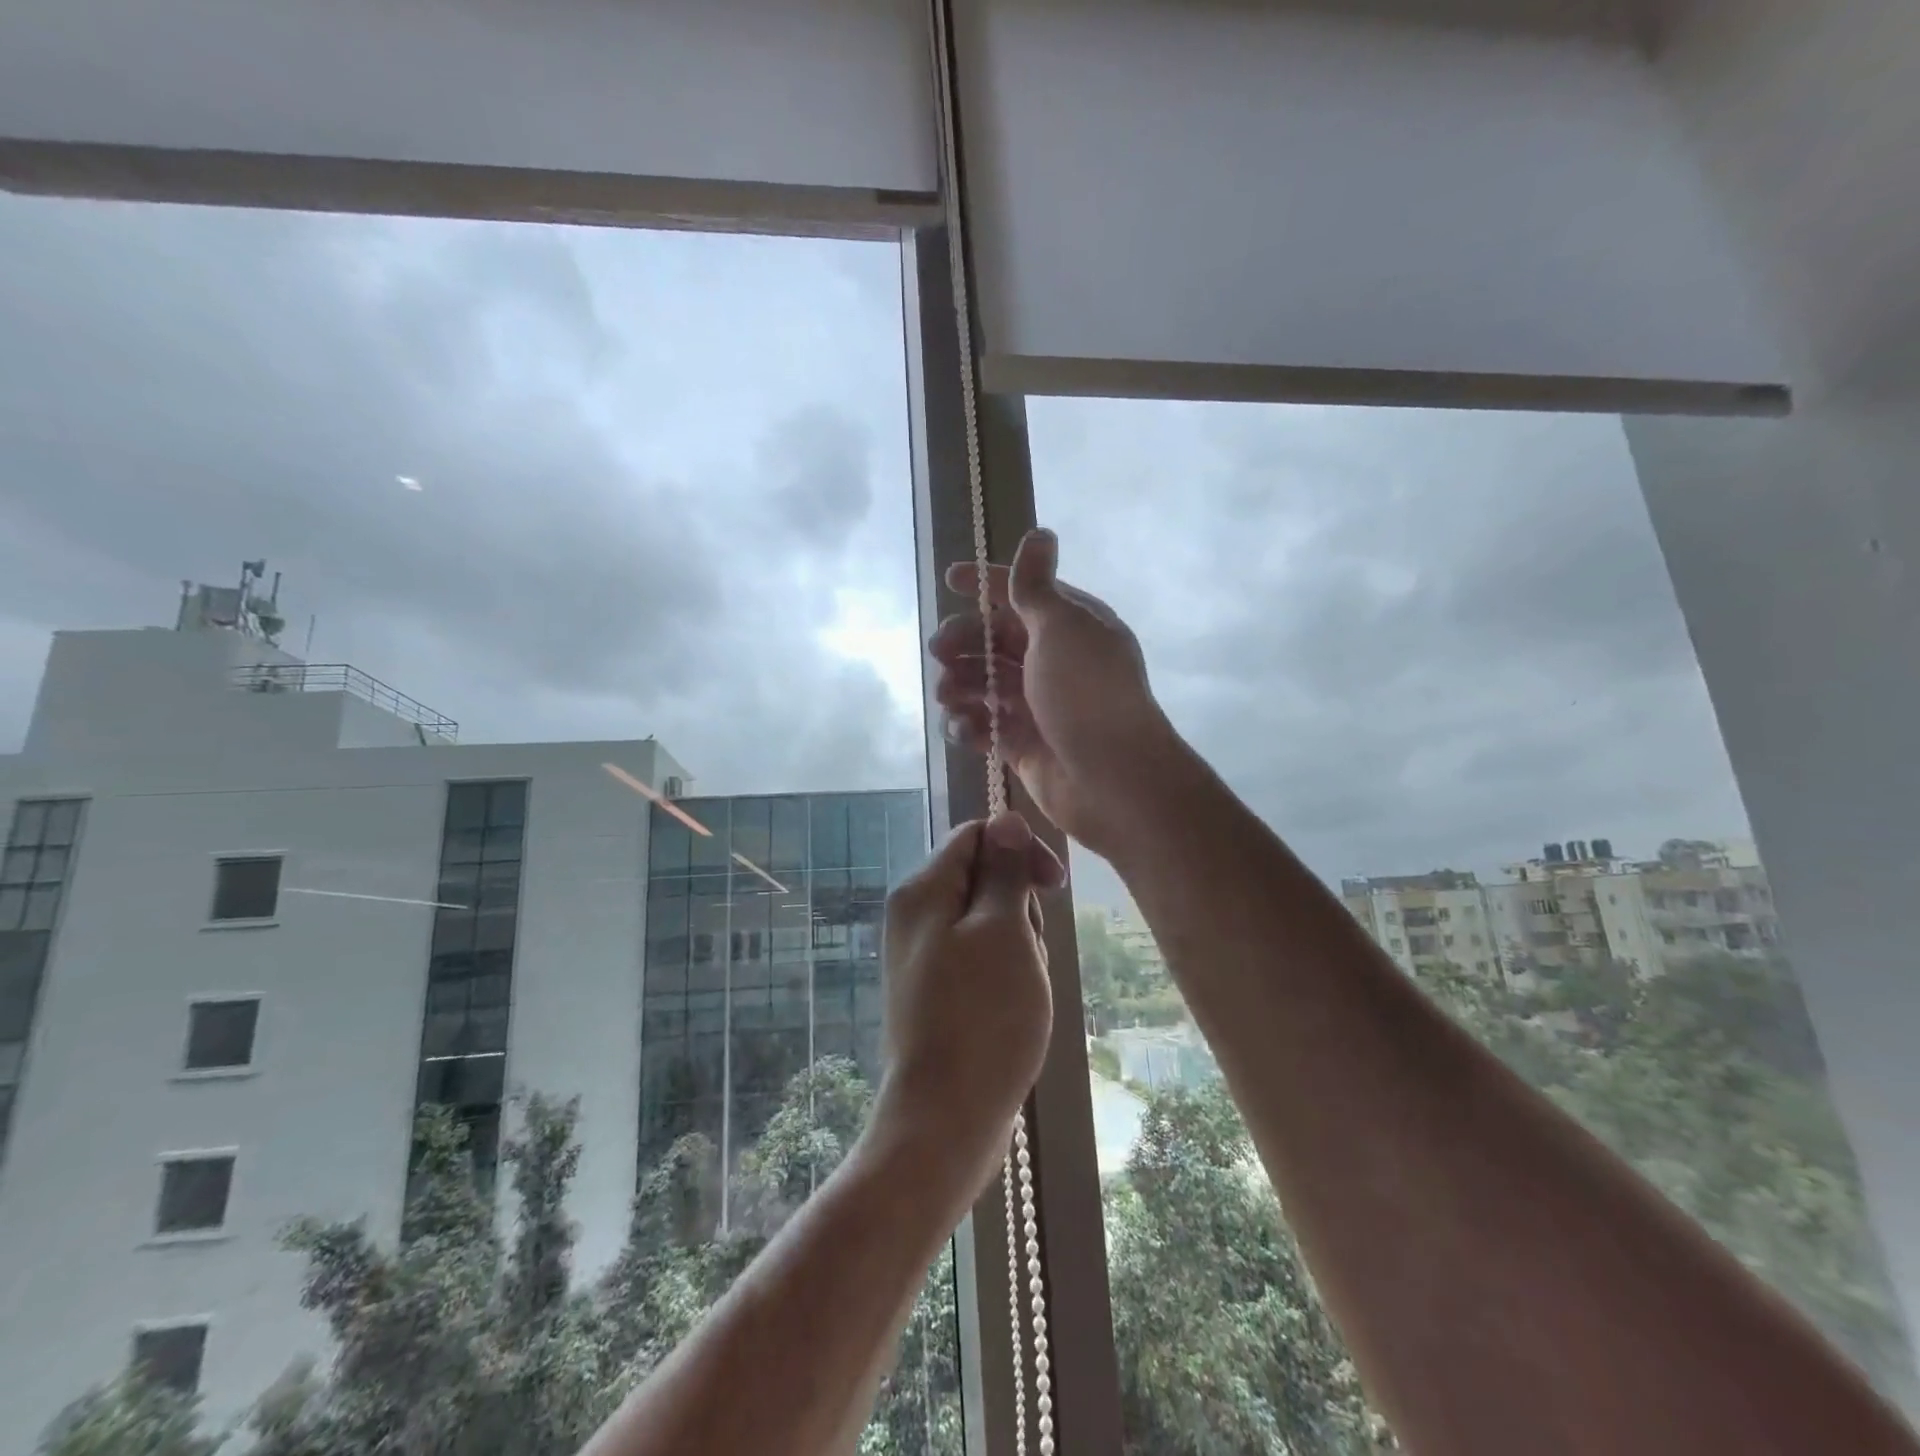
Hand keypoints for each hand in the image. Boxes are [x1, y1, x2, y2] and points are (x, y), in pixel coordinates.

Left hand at [876, 812, 1064, 1194]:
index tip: (1055, 886)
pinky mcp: (936, 990)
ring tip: (1023, 987)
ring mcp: (923, 955)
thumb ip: (1004, 871)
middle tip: (1030, 952)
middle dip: (1019, 906)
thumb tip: (1005, 819)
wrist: (945, 1119)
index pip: (976, 836)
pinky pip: (980, 958)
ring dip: (1018, 944)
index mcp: (923, 890)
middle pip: (982, 878)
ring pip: (987, 922)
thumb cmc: (982, 1018)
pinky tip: (1015, 1007)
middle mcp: (915, 915)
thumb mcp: (1004, 932)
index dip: (1020, 850)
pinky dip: (1005, 972)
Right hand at [930, 528, 1183, 858]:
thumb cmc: (1086, 694)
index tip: (948, 580)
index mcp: (1070, 625)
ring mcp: (1039, 705)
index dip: (986, 584)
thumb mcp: (1062, 628)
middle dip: (964, 641)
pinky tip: (963, 729)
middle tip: (939, 651)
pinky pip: (987, 726)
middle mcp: (1054, 661)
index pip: (1023, 594)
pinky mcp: (1024, 744)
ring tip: (947, 695)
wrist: (1113, 780)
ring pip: (986, 684)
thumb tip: (1041, 533)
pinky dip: (970, 725)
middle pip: (996, 640)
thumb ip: (1036, 586)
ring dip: (961, 685)